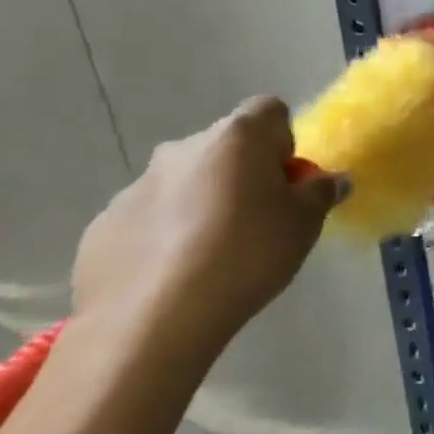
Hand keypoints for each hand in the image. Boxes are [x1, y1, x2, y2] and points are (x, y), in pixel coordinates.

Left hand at [72, 98, 346, 361]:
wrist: (152, 322)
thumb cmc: (247, 255)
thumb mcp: (305, 223)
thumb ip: (321, 193)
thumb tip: (331, 180)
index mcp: (237, 138)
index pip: (270, 111)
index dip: (283, 142)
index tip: (287, 182)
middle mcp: (182, 149)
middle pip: (225, 147)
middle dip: (242, 174)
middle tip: (259, 219)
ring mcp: (135, 187)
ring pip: (184, 183)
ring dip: (202, 203)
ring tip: (214, 254)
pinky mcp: (102, 227)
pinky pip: (148, 218)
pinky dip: (164, 235)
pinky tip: (175, 274)